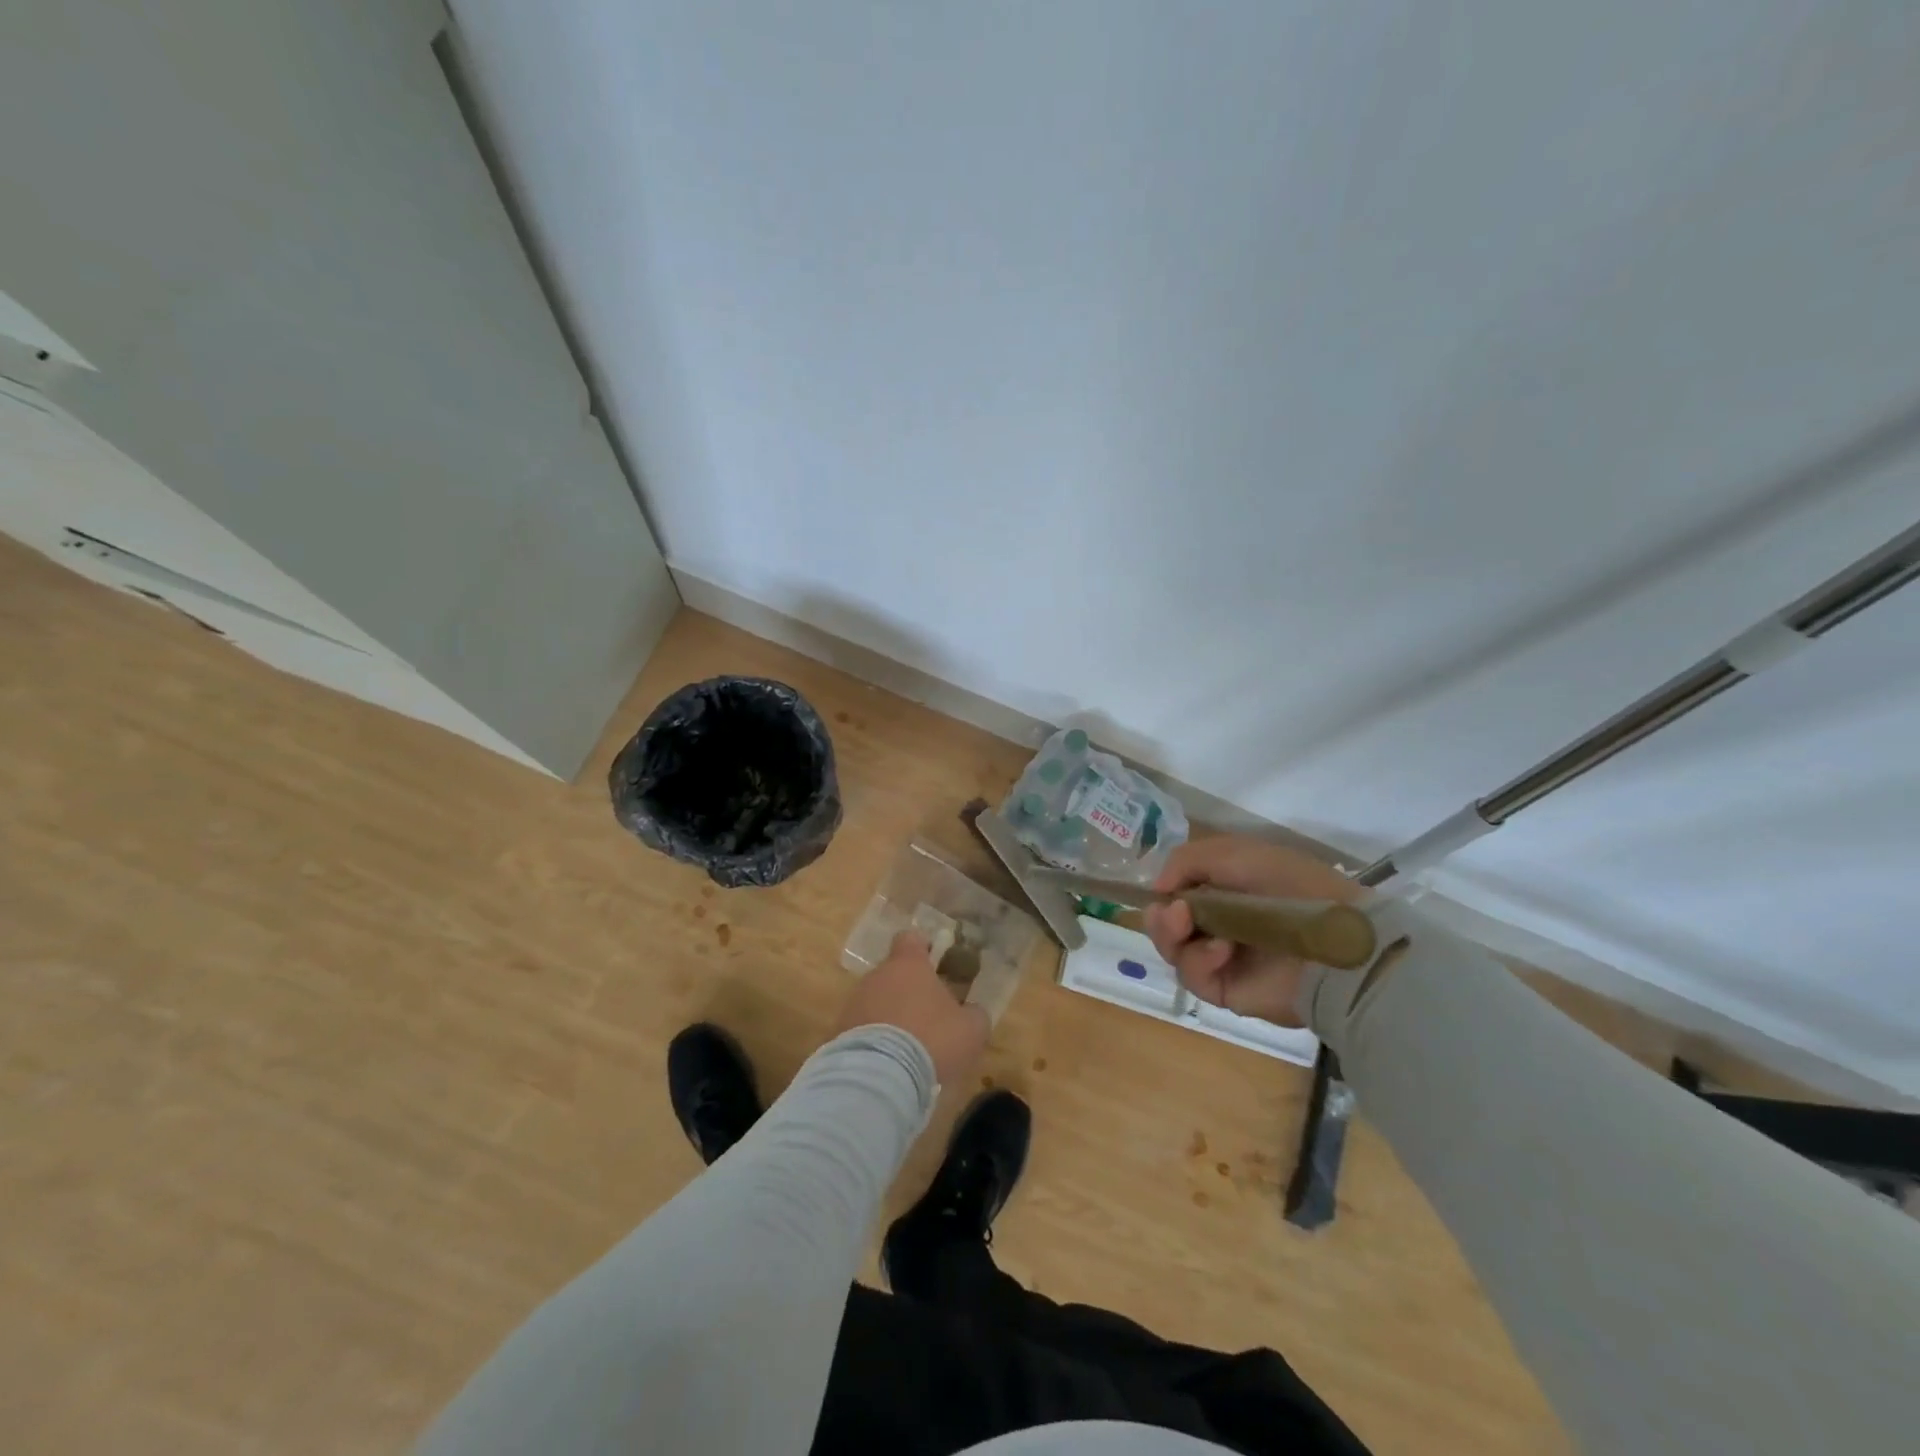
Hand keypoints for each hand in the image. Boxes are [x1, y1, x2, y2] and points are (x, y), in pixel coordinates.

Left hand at [834, 929, 989, 1083]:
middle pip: (894, 973)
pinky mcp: (839, 1032)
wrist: (879, 1076)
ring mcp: (855, 1003)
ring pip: (877, 1001)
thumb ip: (974, 1014)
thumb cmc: (931, 1040)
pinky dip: (875, 1040)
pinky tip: (889, 1063)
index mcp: (908, 965)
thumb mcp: (970, 1029)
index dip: (923, 947)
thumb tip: (972, 1012)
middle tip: (929, 1016)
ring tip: (909, 1047)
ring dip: (891, 1016)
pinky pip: (862, 1028)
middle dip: (909, 990)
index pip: (911, 939)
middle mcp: (877, 976)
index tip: (935, 963)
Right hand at [1144, 836, 1361, 1027]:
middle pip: (1166, 925)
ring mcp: (1221, 959)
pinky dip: (1199, 961)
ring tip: (1187, 926)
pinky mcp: (1226, 989)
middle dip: (1160, 918)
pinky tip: (1221, 952)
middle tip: (1173, 914)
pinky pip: (1192, 977)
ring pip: (1172, 951)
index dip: (1165, 893)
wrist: (1336, 944)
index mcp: (1224, 891)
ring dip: (1172, 936)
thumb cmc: (1291, 888)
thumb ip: (1187, 860)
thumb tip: (1158, 889)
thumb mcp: (1237, 853)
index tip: (1163, 891)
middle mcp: (1219, 924)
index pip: (1177, 894)